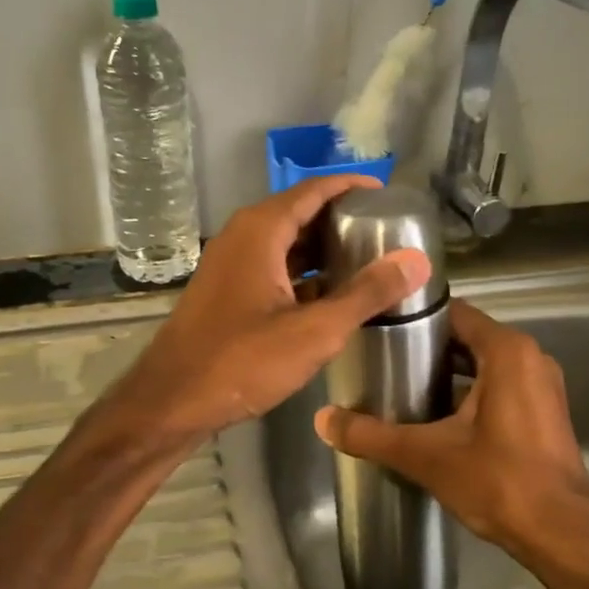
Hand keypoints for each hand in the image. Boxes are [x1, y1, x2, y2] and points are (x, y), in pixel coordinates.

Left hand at [112, 177, 430, 441]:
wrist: (172, 402)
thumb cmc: (242, 361)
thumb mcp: (314, 330)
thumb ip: (366, 294)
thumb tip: (416, 260)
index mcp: (260, 231)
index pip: (313, 190)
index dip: (350, 187)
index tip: (388, 194)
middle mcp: (241, 237)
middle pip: (298, 214)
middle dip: (341, 219)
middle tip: (386, 231)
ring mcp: (229, 266)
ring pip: (284, 244)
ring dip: (321, 250)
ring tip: (367, 260)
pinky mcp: (225, 293)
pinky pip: (271, 269)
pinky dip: (301, 275)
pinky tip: (329, 296)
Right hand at [314, 300, 588, 564]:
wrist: (562, 535)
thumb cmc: (499, 481)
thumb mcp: (426, 455)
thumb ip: (371, 435)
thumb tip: (322, 419)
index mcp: (507, 351)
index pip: (454, 313)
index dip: (416, 319)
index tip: (379, 330)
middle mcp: (530, 358)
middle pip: (467, 338)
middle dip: (426, 349)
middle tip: (382, 362)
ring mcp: (541, 387)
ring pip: (484, 365)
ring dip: (448, 374)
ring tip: (402, 388)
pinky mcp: (544, 414)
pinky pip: (499, 387)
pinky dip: (470, 394)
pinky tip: (435, 418)